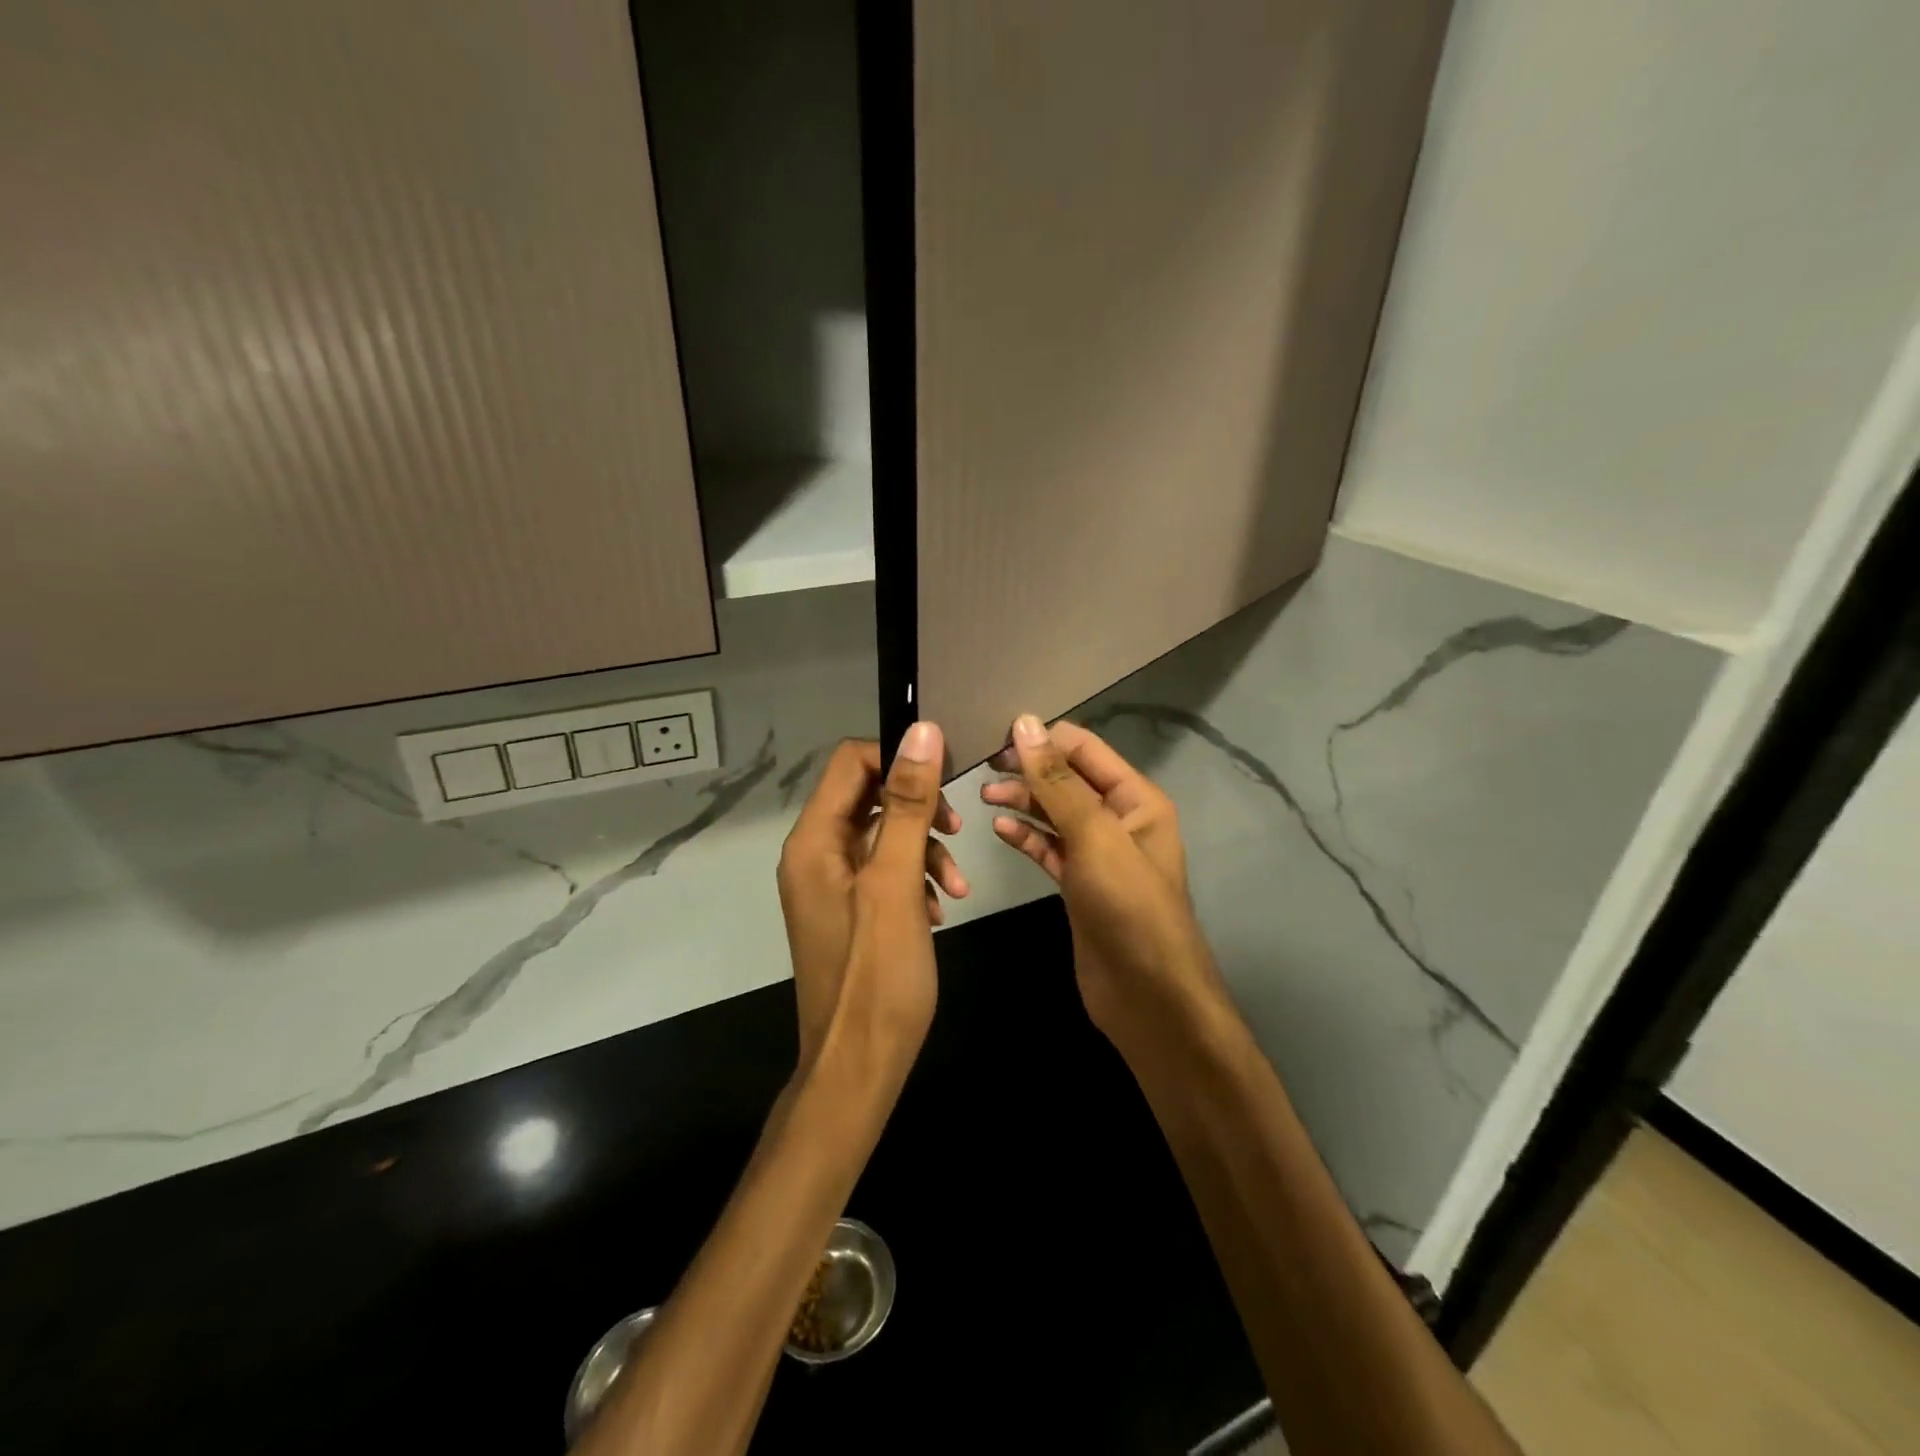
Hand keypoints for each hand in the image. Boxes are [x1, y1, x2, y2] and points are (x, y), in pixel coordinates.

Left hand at [777, 726, 967, 1072]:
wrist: (859, 1067)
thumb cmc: (877, 977)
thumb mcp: (896, 883)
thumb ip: (907, 806)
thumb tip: (921, 732)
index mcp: (814, 841)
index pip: (851, 763)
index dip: (899, 760)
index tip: (947, 779)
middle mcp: (815, 854)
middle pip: (870, 796)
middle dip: (919, 809)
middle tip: (957, 831)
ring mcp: (832, 884)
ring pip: (884, 835)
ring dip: (925, 848)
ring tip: (957, 885)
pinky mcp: (851, 910)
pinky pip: (885, 871)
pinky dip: (917, 878)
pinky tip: (940, 908)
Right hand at [982, 714, 1225, 1044]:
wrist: (1147, 995)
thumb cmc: (1128, 906)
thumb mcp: (1094, 835)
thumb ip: (1058, 781)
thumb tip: (1025, 724)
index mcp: (1136, 798)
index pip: (1085, 749)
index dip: (1043, 740)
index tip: (995, 737)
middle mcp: (1119, 819)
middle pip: (1067, 780)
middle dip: (1029, 771)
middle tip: (983, 769)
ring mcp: (1098, 854)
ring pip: (1054, 814)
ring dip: (1022, 801)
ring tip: (983, 797)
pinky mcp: (1079, 884)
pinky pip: (1049, 848)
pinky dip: (1025, 836)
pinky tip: (998, 829)